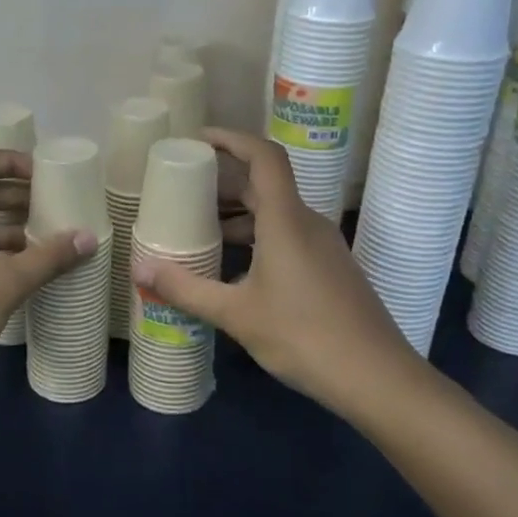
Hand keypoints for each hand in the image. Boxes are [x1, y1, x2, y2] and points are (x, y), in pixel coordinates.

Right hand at [128, 128, 428, 415]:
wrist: (377, 378)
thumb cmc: (303, 336)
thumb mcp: (236, 314)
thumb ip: (186, 290)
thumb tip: (141, 272)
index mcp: (286, 220)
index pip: (264, 157)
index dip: (231, 139)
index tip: (197, 140)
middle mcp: (307, 223)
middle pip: (264, 185)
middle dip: (222, 184)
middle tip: (182, 192)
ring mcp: (322, 247)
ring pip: (274, 215)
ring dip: (236, 216)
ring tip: (197, 232)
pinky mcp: (329, 269)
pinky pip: (286, 237)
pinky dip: (255, 239)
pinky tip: (231, 269)